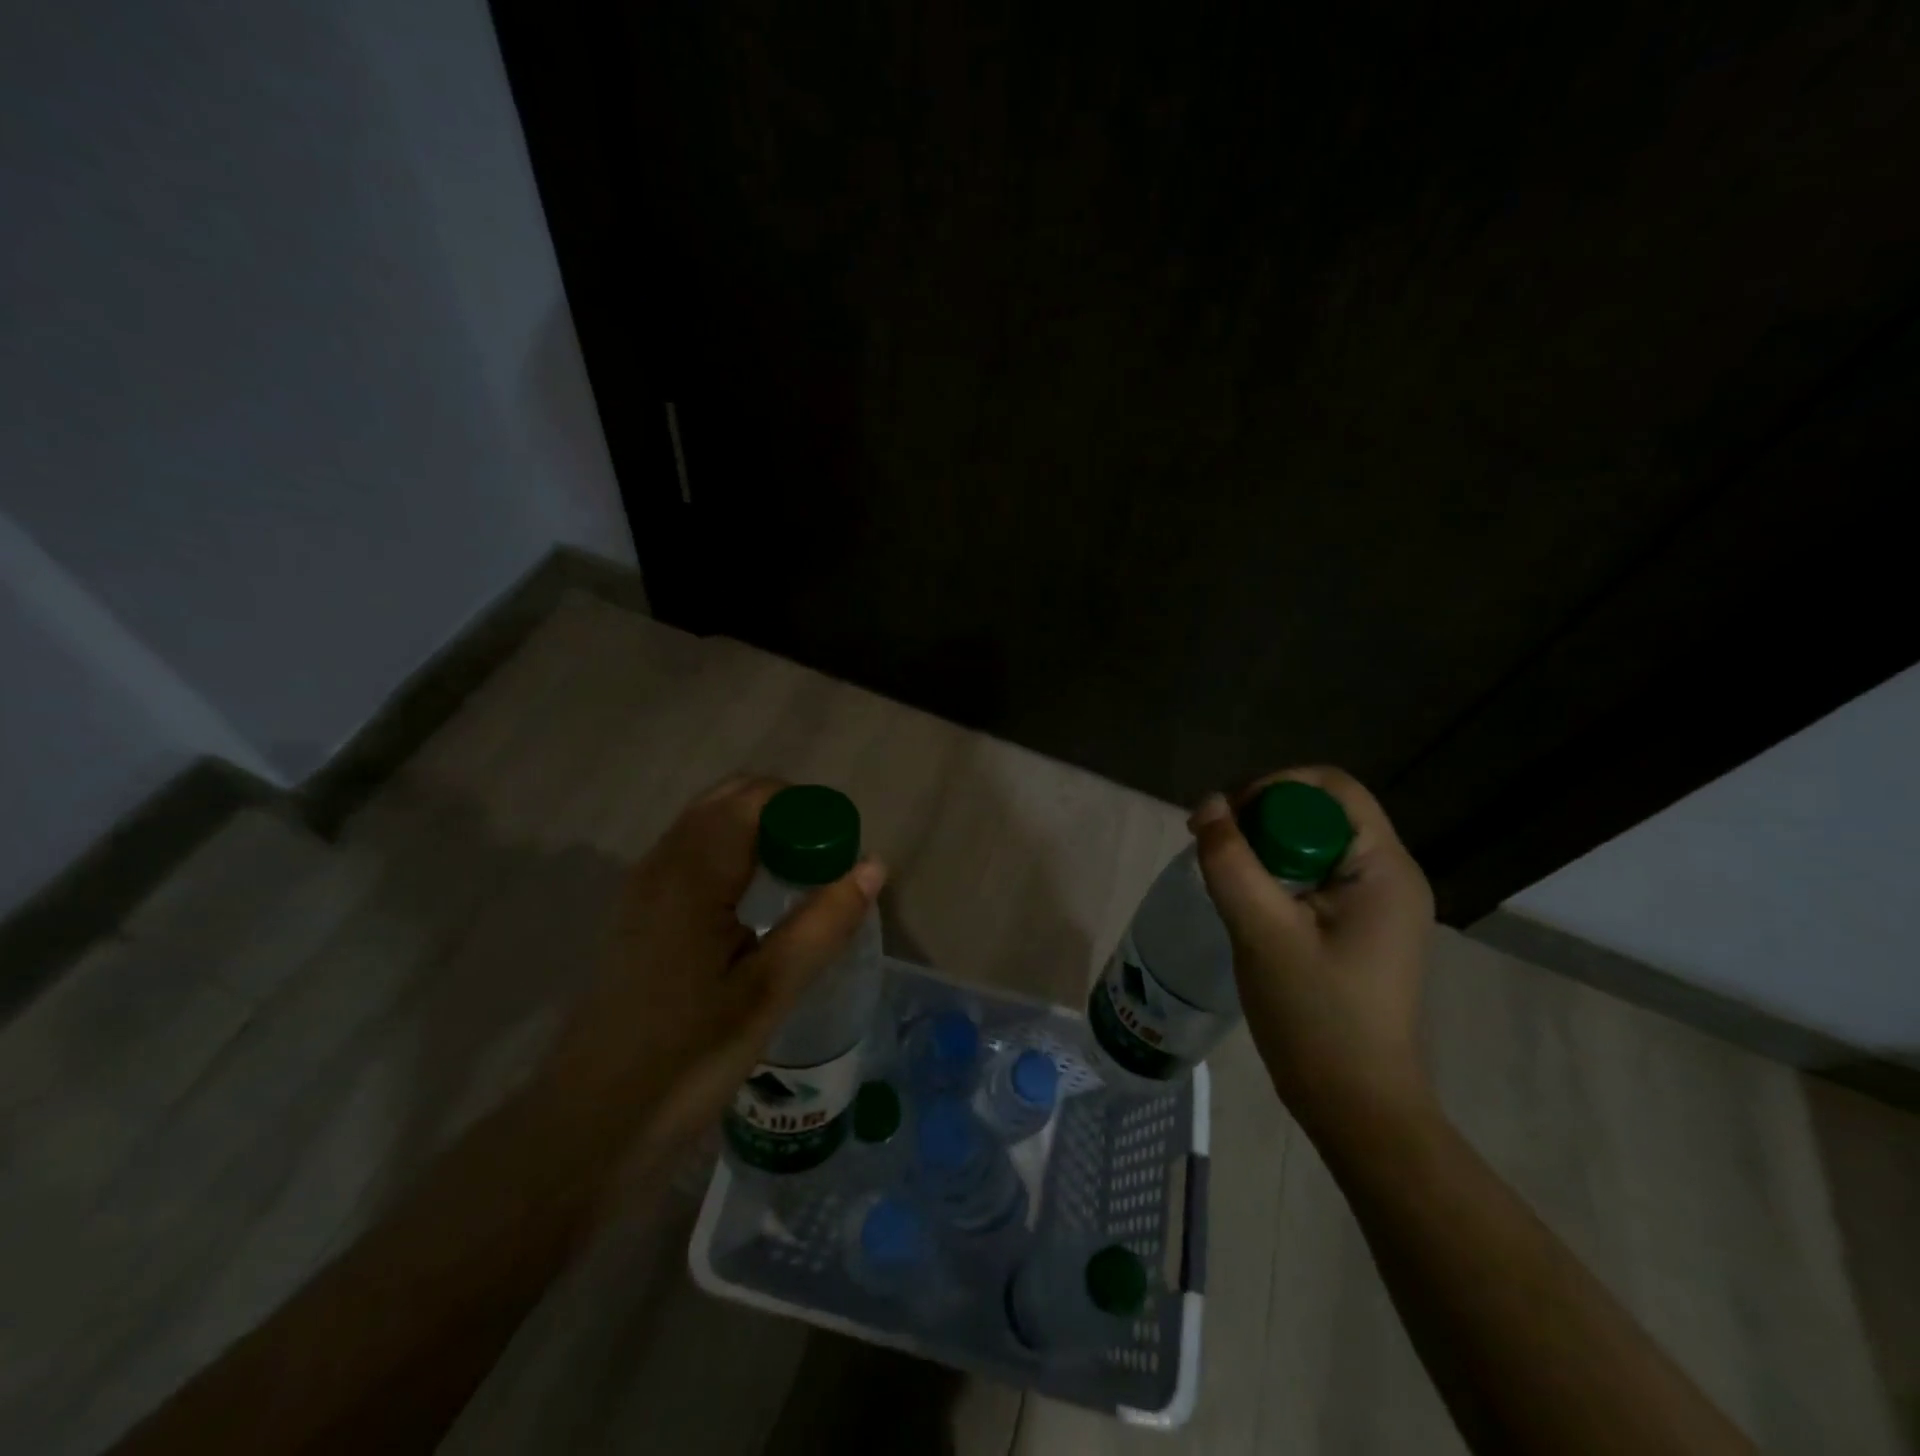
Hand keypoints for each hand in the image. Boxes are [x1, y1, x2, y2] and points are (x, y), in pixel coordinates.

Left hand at [540, 775, 886, 1166]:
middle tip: (826, 864)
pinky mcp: (638, 914)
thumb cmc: (686, 1059)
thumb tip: (874, 865)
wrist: (590, 1126)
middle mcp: (662, 863)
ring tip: (801, 881)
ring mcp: (643, 887)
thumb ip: (824, 922)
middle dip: (785, 816)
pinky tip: (756, 906)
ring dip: (759, 834)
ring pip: (709, 826)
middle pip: (730, 801)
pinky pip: (693, 855)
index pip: (756, 798)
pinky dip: (734, 855)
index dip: (807, 809)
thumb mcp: (768, 992)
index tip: (841, 851)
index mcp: (692, 873)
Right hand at [1190, 766, 1433, 1136]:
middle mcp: (1391, 876)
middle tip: (1215, 846)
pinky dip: (1278, 876)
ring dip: (1266, 848)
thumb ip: (1232, 862)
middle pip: (1322, 812)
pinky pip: (1316, 877)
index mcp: (1384, 869)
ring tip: (1225, 873)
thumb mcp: (1262, 932)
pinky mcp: (1362, 929)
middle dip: (1263, 818)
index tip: (1224, 820)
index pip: (1331, 788)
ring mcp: (1379, 905)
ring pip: (1315, 845)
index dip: (1272, 788)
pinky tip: (1248, 902)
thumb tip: (1208, 805)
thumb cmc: (1315, 1017)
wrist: (1357, 1106)